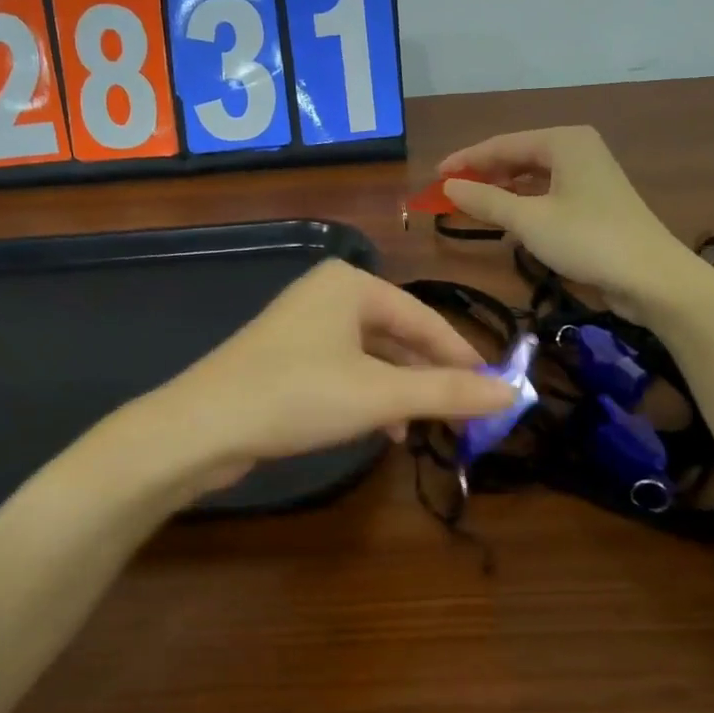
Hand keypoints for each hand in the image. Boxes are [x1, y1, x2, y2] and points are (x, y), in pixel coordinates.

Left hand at [146, 260, 515, 489]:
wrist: (201, 427)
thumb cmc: (297, 396)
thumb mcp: (380, 395)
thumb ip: (447, 393)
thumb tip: (513, 394)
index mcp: (351, 284)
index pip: (426, 318)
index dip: (463, 357)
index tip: (494, 391)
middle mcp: (327, 294)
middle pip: (399, 336)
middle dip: (430, 377)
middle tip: (465, 414)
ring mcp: (302, 325)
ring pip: (372, 356)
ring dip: (401, 391)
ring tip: (424, 427)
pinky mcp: (285, 357)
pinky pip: (344, 370)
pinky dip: (368, 396)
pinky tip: (382, 428)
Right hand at [438, 126, 708, 317]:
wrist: (651, 277)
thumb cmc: (587, 240)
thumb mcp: (529, 220)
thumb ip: (485, 201)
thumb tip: (448, 186)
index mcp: (564, 141)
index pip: (502, 144)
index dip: (465, 161)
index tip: (434, 177)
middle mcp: (577, 150)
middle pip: (517, 157)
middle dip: (483, 175)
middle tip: (448, 194)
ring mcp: (588, 176)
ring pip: (532, 177)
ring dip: (501, 191)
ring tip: (469, 206)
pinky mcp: (594, 203)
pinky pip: (547, 194)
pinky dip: (522, 204)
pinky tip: (505, 219)